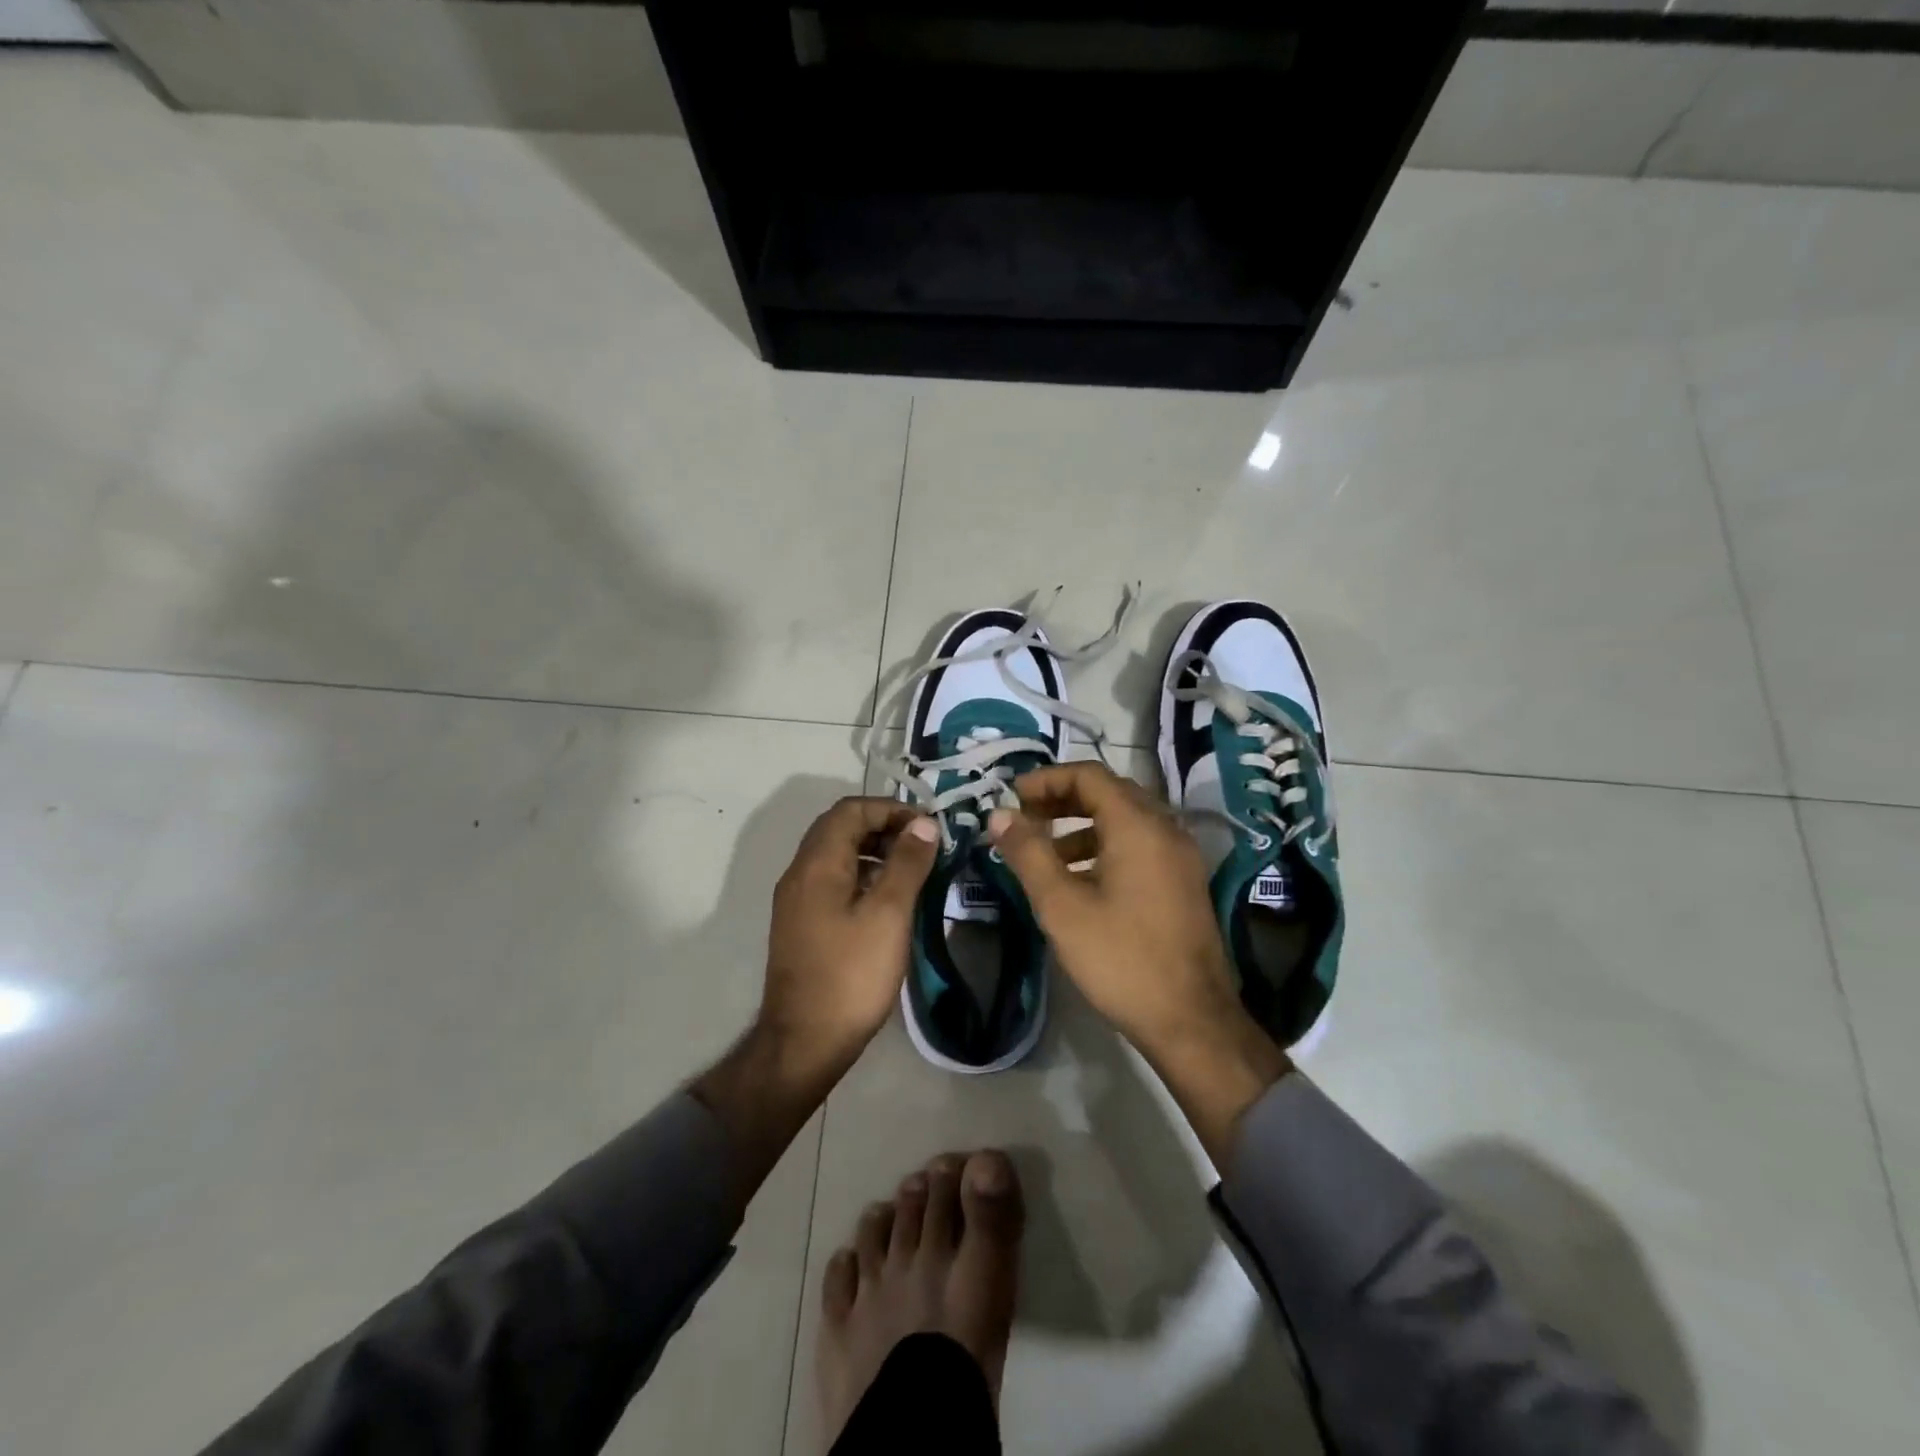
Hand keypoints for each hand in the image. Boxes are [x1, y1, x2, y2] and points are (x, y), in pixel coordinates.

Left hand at [761, 797, 939, 1074]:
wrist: (805, 1041)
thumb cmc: (851, 974)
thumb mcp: (889, 914)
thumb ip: (907, 863)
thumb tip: (923, 824)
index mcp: (817, 864)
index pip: (850, 810)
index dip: (890, 808)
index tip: (926, 827)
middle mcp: (799, 873)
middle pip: (839, 827)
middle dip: (882, 825)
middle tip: (921, 843)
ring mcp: (796, 899)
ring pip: (834, 854)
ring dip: (872, 849)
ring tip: (910, 867)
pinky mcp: (801, 922)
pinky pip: (831, 879)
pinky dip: (860, 873)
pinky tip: (886, 898)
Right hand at [986, 763, 1288, 1169]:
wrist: (1191, 1021)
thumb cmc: (1121, 959)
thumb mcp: (1061, 906)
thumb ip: (1028, 853)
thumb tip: (999, 815)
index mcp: (1138, 826)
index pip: (1089, 775)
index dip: (1046, 779)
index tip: (1012, 797)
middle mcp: (1165, 829)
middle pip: (1109, 792)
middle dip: (1062, 799)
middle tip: (1024, 819)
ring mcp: (1180, 857)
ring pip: (1125, 820)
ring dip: (1082, 825)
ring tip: (1044, 853)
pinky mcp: (1183, 883)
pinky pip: (1140, 845)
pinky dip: (1105, 847)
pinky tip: (1080, 881)